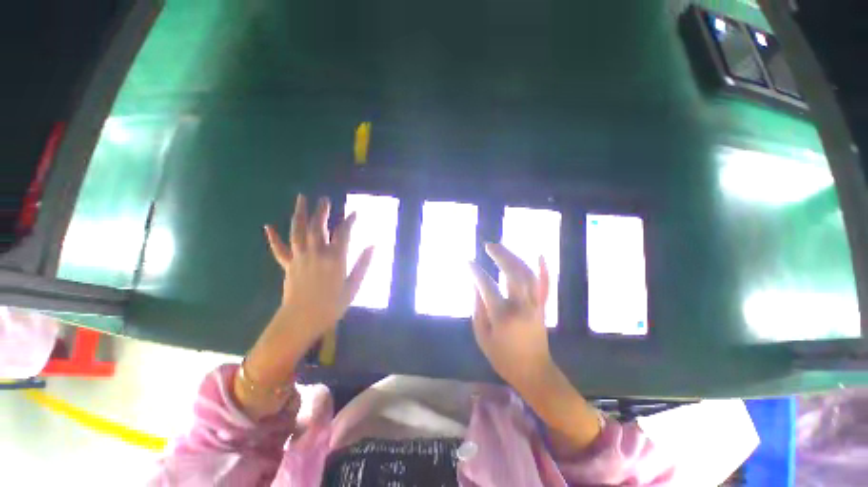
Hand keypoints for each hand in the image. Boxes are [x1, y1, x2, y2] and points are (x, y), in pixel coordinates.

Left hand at [265, 194, 372, 334]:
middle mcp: (316, 253)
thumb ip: (363, 264)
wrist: (301, 321)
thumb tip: (373, 246)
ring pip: (298, 231)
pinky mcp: (288, 265)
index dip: (350, 221)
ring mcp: (299, 258)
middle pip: (319, 227)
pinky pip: (279, 249)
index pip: (344, 233)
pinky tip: (268, 226)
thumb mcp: (353, 287)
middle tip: (324, 198)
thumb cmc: (331, 306)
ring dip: (300, 214)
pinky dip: (273, 238)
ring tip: (301, 199)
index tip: (355, 212)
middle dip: (322, 211)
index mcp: (335, 259)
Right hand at [469, 243, 552, 392]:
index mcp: (503, 315)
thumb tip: (476, 285)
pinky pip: (545, 284)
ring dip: (515, 257)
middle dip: (500, 255)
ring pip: (528, 274)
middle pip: (512, 273)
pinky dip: (543, 268)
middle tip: (488, 246)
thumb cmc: (503, 358)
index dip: (476, 271)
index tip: (468, 262)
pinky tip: (540, 255)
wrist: (534, 372)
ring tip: (501, 249)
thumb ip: (477, 309)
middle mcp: (521, 306)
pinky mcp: (542, 306)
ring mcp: (535, 304)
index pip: (487, 285)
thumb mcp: (482, 337)